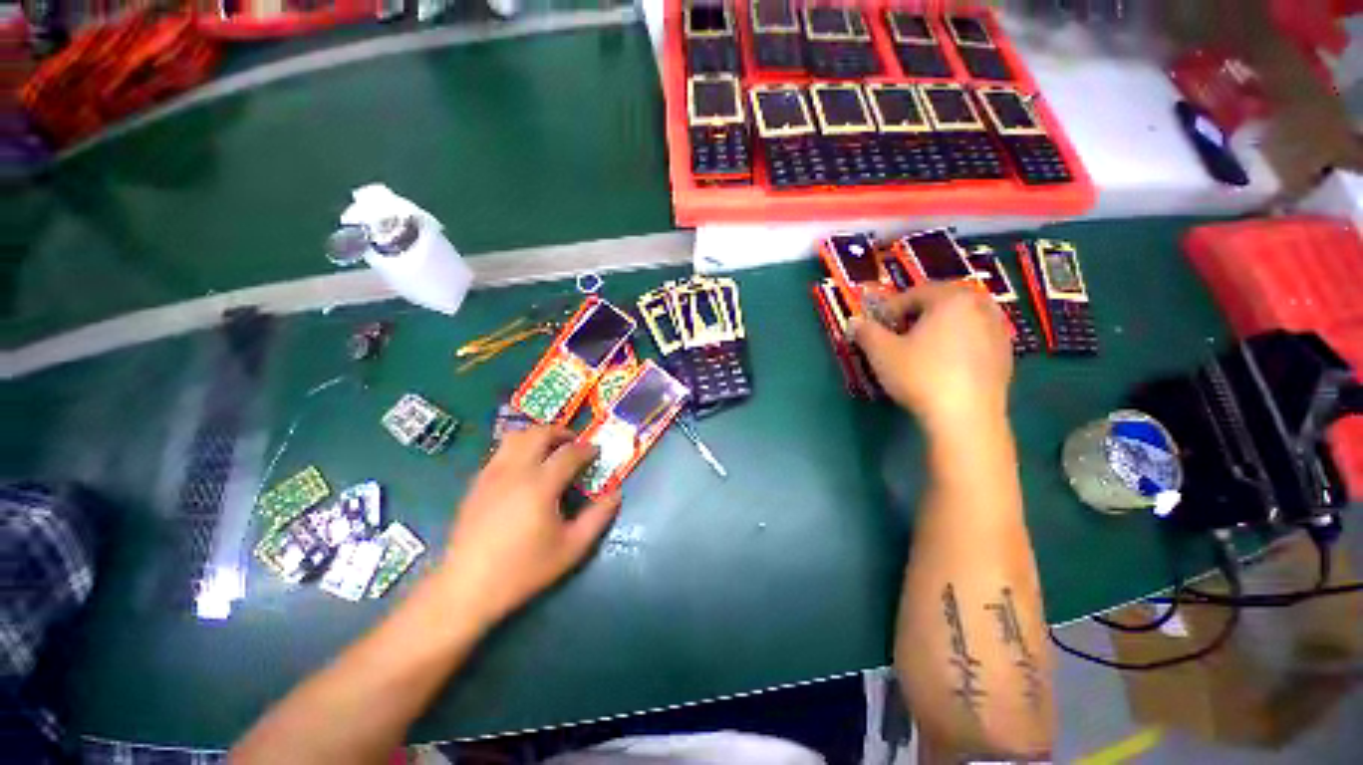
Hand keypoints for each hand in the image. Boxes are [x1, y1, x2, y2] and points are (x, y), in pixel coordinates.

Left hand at [435, 425, 620, 623]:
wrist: (466, 588)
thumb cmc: (523, 569)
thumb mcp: (571, 548)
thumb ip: (598, 518)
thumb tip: (616, 494)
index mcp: (540, 485)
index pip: (569, 453)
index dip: (587, 449)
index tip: (596, 452)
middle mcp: (515, 471)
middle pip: (539, 433)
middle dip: (561, 432)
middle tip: (574, 443)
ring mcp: (491, 474)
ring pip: (515, 436)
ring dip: (537, 435)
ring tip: (549, 449)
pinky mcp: (476, 483)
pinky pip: (500, 451)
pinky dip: (518, 448)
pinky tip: (524, 468)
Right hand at [851, 284, 1013, 434]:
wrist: (965, 417)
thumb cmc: (920, 375)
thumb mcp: (881, 352)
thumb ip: (865, 332)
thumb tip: (855, 322)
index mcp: (951, 299)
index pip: (915, 293)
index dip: (891, 308)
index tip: (876, 326)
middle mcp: (981, 306)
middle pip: (943, 302)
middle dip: (918, 314)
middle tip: (898, 333)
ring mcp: (999, 331)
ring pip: (962, 319)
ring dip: (939, 327)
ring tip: (921, 348)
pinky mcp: (1007, 355)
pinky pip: (976, 338)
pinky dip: (958, 343)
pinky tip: (944, 364)